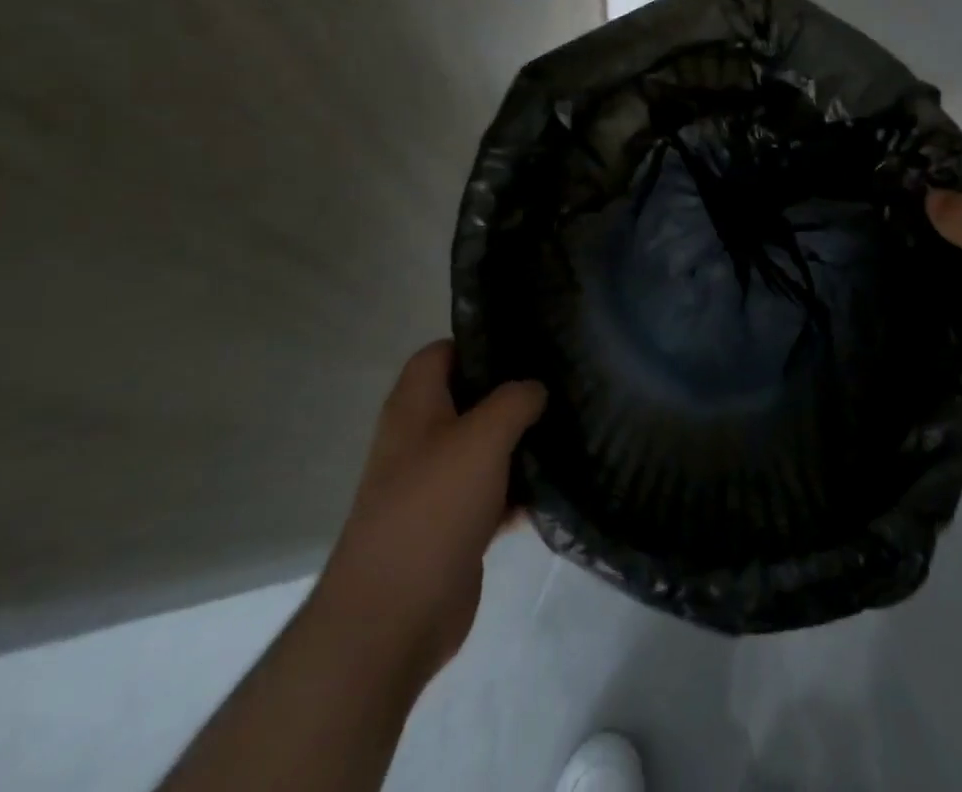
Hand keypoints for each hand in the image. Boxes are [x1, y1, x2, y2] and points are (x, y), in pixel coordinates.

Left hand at [310, 341, 545, 686]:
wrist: (392, 618)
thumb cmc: (433, 507)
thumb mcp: (483, 437)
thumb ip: (515, 400)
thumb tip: (535, 388)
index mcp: (415, 407)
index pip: (442, 352)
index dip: (479, 343)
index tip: (527, 344)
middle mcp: (420, 439)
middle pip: (469, 399)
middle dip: (511, 392)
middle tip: (559, 383)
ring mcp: (435, 484)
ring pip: (484, 446)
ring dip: (520, 441)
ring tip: (569, 426)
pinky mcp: (452, 525)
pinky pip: (492, 491)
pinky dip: (518, 488)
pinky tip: (556, 484)